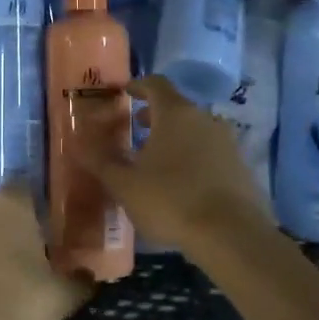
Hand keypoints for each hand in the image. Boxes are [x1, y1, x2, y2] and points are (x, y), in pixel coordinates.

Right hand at [66, 75, 272, 254]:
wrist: (231, 235)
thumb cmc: (171, 200)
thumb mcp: (125, 184)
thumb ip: (101, 161)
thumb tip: (77, 142)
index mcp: (175, 113)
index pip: (156, 84)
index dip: (138, 85)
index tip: (125, 92)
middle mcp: (205, 119)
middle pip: (177, 107)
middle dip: (154, 116)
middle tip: (135, 128)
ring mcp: (227, 142)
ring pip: (196, 130)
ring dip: (175, 138)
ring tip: (156, 159)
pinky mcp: (241, 167)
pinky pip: (211, 152)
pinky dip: (193, 157)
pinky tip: (182, 183)